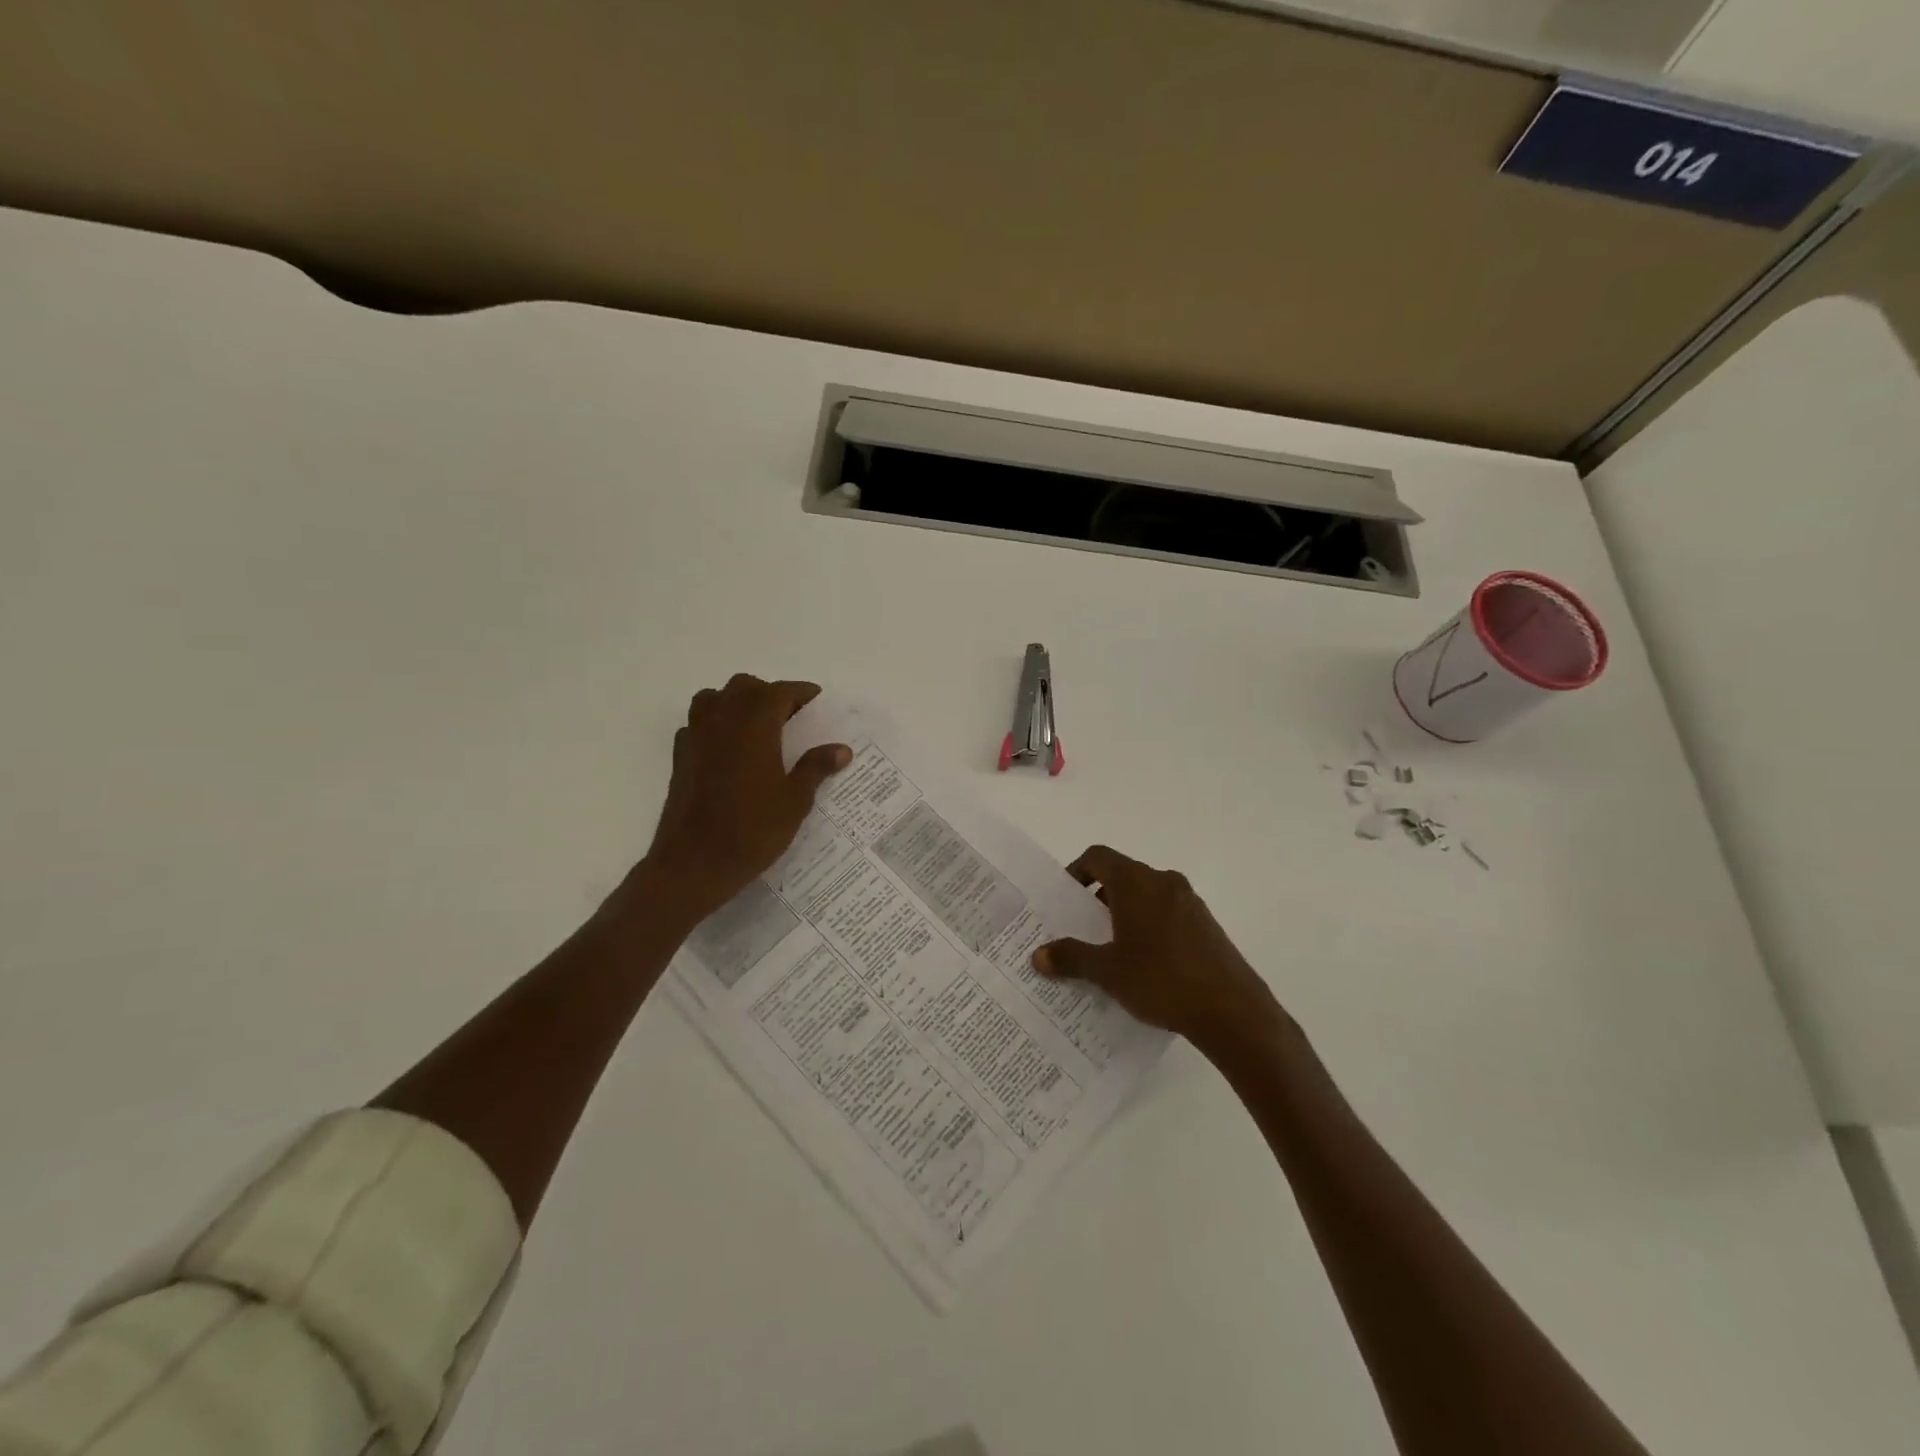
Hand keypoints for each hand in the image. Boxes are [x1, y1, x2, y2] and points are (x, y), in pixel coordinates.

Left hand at [635, 674, 849, 925]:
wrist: (694, 863)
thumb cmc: (752, 831)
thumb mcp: (795, 801)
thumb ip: (816, 768)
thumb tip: (842, 749)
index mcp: (755, 725)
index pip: (780, 692)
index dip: (801, 692)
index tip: (816, 700)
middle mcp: (723, 721)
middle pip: (745, 687)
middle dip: (769, 694)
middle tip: (790, 716)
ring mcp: (696, 736)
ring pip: (714, 698)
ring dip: (736, 702)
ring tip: (756, 726)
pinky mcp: (680, 757)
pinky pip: (697, 724)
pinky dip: (714, 725)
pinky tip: (727, 749)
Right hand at [1033, 845, 1285, 1050]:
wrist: (1232, 1011)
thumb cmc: (1161, 980)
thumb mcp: (1108, 971)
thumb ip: (1071, 957)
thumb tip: (1038, 955)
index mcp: (1137, 882)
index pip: (1097, 857)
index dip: (1075, 872)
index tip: (1062, 901)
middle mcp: (1164, 882)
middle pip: (1121, 877)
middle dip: (1096, 901)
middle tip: (1078, 931)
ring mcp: (1189, 903)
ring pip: (1145, 898)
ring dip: (1122, 917)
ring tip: (1107, 953)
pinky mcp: (1206, 925)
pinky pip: (1166, 915)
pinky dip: (1147, 929)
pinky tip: (1142, 968)